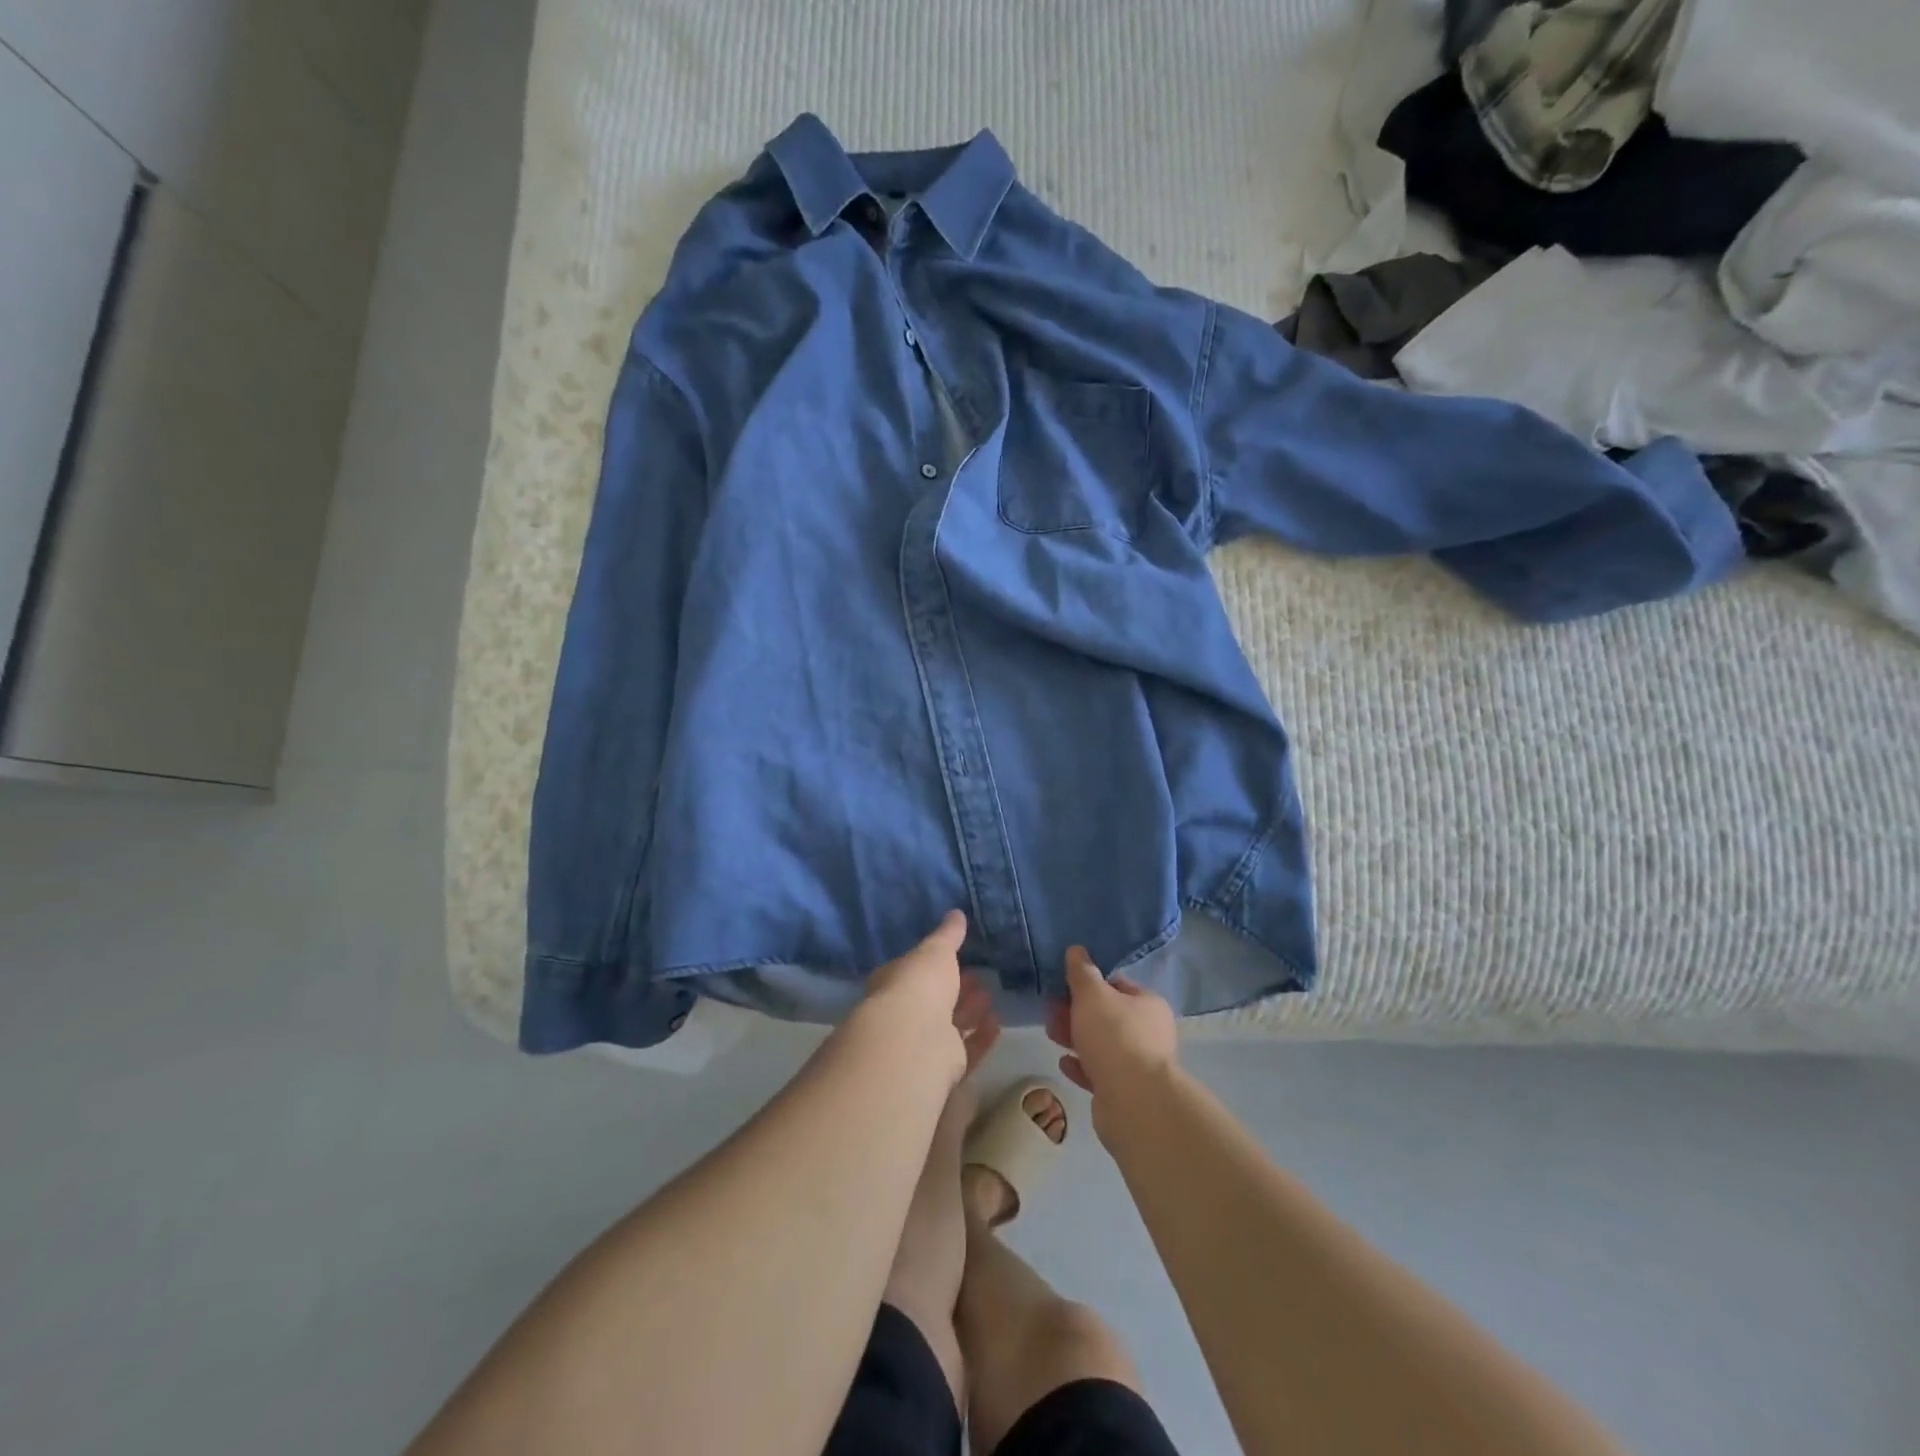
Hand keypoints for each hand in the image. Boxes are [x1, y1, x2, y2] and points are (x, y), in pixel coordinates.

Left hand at [860, 911, 1000, 1085]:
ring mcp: (923, 1042)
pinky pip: (967, 1048)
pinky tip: (997, 1023)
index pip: (914, 971)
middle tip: (979, 976)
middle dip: (956, 988)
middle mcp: (906, 1014)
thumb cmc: (919, 985)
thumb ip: (948, 935)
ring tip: (991, 995)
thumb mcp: (935, 950)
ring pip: (951, 1025)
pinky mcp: (944, 1066)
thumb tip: (956, 913)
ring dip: (970, 1010)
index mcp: (895, 983)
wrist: (914, 1041)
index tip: (958, 956)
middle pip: (935, 1000)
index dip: (935, 964)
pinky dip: (981, 1036)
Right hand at [1046, 946, 1178, 1106]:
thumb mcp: (1092, 995)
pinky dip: (1081, 1065)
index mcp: (1148, 1005)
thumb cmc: (1114, 1036)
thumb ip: (1082, 972)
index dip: (1089, 984)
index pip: (1117, 985)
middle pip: (1106, 1016)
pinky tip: (1063, 1062)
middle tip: (1051, 1011)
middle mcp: (1149, 1033)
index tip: (1063, 986)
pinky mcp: (1125, 1092)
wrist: (1133, 1102)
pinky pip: (1099, 1072)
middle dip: (1076, 1012)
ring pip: (1101, 1044)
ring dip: (1075, 1038)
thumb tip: (1076, 950)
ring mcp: (1138, 1064)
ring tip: (1051, 1034)